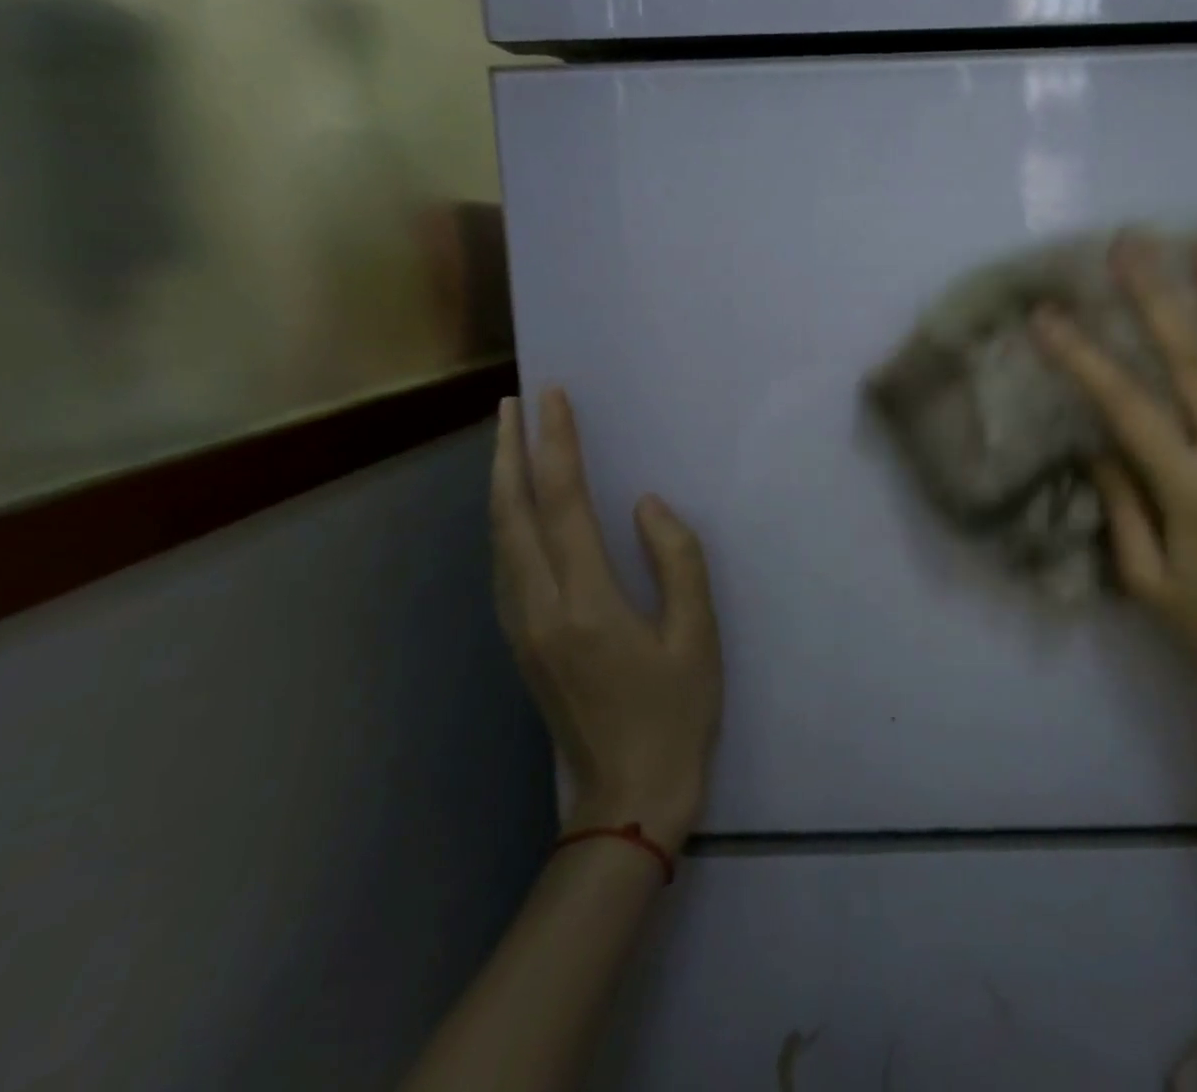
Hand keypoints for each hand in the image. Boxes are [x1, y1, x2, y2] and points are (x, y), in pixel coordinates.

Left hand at [491, 389, 722, 850]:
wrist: (628, 799)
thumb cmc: (676, 714)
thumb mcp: (698, 635)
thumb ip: (677, 560)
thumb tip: (645, 505)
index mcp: (586, 604)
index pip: (564, 503)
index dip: (558, 445)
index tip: (552, 398)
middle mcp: (539, 609)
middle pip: (512, 515)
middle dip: (509, 453)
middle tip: (512, 405)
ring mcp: (521, 629)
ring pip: (499, 541)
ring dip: (500, 484)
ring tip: (507, 443)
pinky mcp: (521, 644)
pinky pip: (503, 567)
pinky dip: (504, 523)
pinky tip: (514, 511)